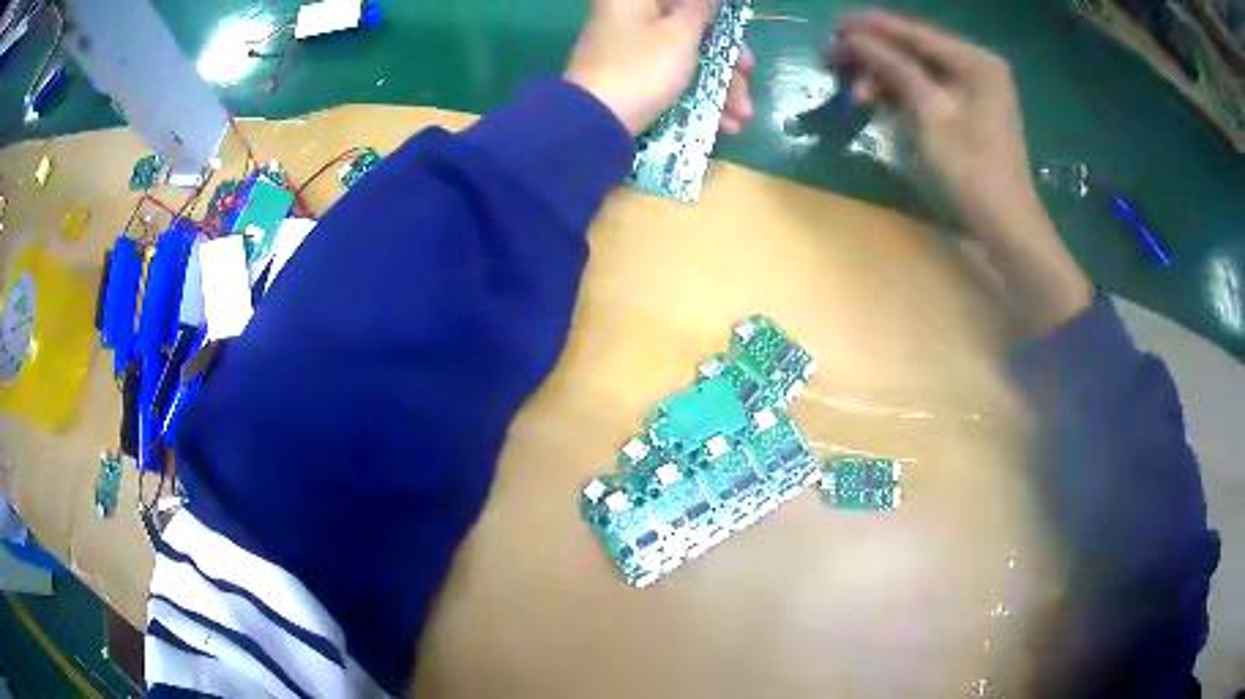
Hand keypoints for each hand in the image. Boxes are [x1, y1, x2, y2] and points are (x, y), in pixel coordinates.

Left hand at [566, 0, 755, 136]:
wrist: (594, 126)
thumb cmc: (641, 69)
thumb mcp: (679, 33)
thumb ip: (700, 8)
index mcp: (634, 0)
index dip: (716, 13)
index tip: (734, 26)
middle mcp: (630, 19)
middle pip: (690, 27)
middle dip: (726, 55)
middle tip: (748, 72)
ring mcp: (629, 51)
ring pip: (686, 56)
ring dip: (720, 84)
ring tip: (741, 116)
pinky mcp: (631, 80)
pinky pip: (673, 78)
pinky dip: (699, 96)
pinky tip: (724, 123)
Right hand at [834, 10, 1091, 336]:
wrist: (1006, 228)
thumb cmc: (971, 172)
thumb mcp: (929, 114)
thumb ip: (894, 68)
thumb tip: (854, 37)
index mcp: (975, 61)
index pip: (914, 32)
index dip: (872, 27)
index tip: (832, 25)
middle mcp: (977, 66)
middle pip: (915, 48)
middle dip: (873, 54)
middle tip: (833, 63)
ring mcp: (975, 89)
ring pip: (918, 69)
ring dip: (884, 77)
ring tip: (856, 96)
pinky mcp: (969, 111)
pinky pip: (928, 89)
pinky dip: (901, 94)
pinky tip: (880, 102)